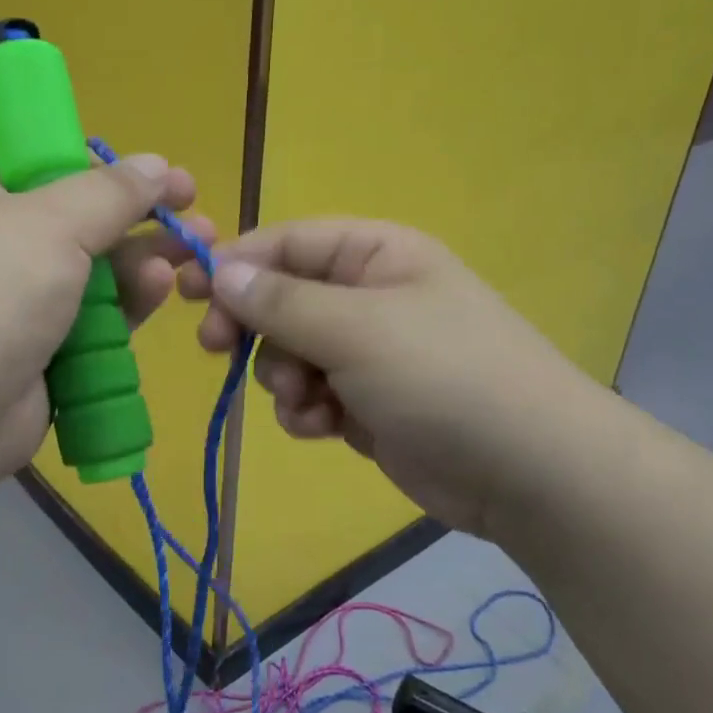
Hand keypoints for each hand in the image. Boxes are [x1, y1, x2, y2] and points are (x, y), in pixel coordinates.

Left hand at [0, 138, 215, 497]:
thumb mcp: (49, 223)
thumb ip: (110, 192)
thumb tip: (155, 165)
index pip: (34, 152)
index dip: (91, 154)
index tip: (143, 167)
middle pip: (78, 214)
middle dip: (139, 212)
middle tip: (194, 209)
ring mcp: (20, 300)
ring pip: (95, 269)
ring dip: (143, 259)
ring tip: (196, 251)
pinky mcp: (44, 350)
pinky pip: (96, 318)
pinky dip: (128, 304)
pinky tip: (159, 291)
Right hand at [181, 219, 586, 536]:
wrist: (526, 470)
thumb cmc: (443, 376)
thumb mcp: (356, 328)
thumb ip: (281, 301)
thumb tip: (220, 271)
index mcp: (375, 255)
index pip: (287, 242)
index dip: (235, 262)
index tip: (187, 291)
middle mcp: (369, 296)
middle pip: (281, 299)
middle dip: (255, 328)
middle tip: (217, 349)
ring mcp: (368, 353)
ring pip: (289, 353)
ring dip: (283, 378)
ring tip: (308, 402)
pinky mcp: (366, 403)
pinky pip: (310, 395)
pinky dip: (306, 411)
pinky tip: (324, 428)